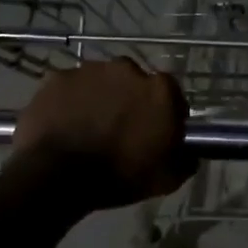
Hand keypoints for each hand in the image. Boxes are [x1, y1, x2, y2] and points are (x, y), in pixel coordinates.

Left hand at [9, 59, 194, 208]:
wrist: (59, 175)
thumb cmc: (120, 175)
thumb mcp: (168, 178)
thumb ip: (186, 159)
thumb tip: (189, 152)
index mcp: (159, 90)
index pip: (171, 95)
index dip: (165, 113)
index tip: (157, 132)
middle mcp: (127, 69)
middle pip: (134, 82)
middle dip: (131, 100)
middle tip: (121, 129)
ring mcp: (89, 70)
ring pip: (101, 81)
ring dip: (100, 98)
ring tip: (90, 127)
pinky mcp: (57, 78)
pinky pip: (71, 88)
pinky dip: (71, 101)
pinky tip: (65, 124)